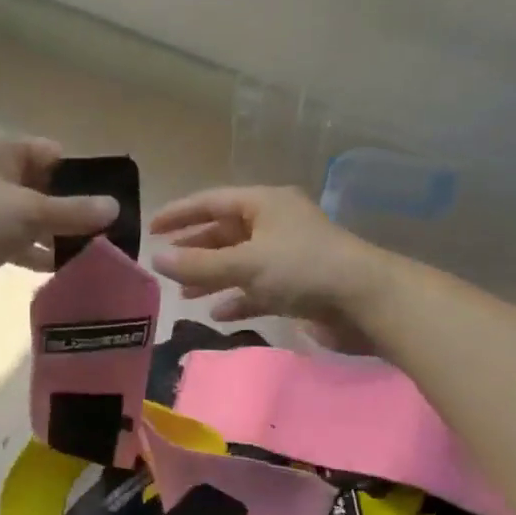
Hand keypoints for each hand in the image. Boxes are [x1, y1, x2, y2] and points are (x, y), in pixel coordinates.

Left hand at [0, 129, 119, 302]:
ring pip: (28, 216)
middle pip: (42, 186)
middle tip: (103, 233)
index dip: (81, 177)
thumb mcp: (30, 212)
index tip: (106, 203)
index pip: (52, 154)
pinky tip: (59, 269)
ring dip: (54, 234)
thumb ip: (74, 211)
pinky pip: (13, 239)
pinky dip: (33, 251)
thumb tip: (115, 208)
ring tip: (89, 254)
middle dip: (70, 210)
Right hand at [150, 186, 389, 335]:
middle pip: (225, 233)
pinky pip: (258, 289)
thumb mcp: (245, 263)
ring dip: (212, 277)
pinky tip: (218, 313)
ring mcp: (287, 257)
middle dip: (195, 249)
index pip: (212, 201)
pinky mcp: (297, 287)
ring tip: (184, 293)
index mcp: (264, 204)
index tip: (151, 228)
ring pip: (240, 263)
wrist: (365, 302)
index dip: (180, 213)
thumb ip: (198, 264)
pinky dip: (238, 298)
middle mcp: (275, 225)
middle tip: (165, 265)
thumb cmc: (303, 269)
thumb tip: (156, 260)